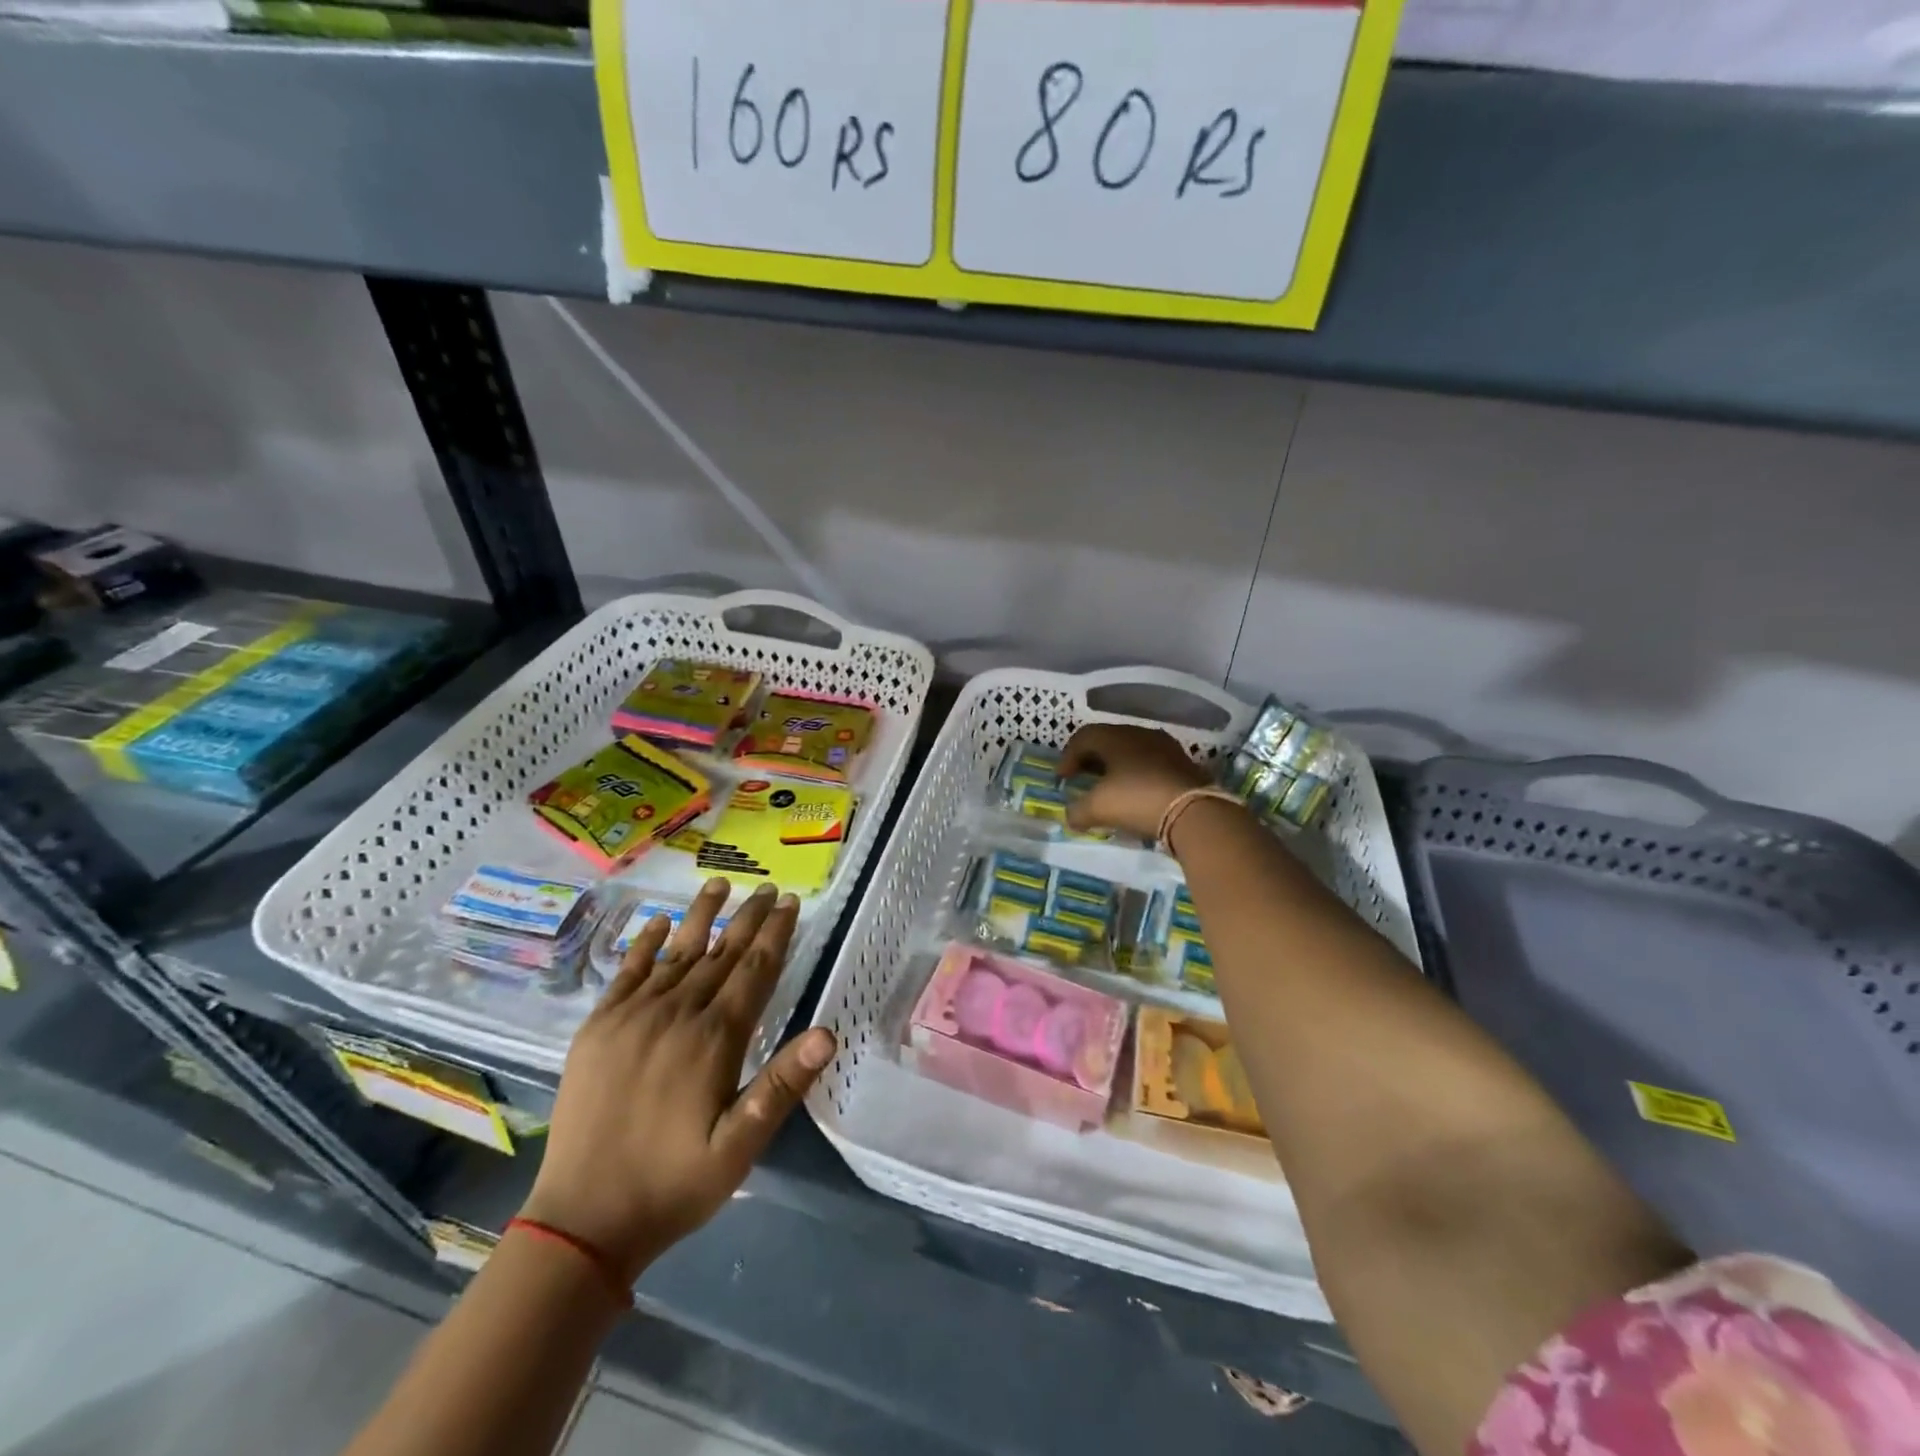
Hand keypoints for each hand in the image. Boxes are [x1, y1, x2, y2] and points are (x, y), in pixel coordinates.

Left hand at [520, 879, 835, 1281]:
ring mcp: (632, 1017)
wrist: (583, 1220)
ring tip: (719, 883)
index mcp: (714, 1039)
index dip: (776, 934)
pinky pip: (627, 972)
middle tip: (769, 888)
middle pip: (721, 953)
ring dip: (702, 916)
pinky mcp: (598, 1027)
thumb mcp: (740, 1146)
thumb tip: (827, 1033)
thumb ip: (782, 1086)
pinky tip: (661, 921)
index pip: (754, 970)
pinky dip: (646, 943)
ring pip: (678, 952)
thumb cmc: (674, 1184)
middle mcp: (676, 1014)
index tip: (792, 903)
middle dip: (749, 917)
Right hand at [1059, 723, 1211, 840]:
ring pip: (1131, 751)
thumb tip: (1070, 816)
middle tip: (1082, 777)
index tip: (1062, 779)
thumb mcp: (1098, 808)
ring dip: (1115, 766)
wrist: (1194, 811)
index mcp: (1115, 737)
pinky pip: (1150, 763)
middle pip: (1107, 740)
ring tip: (1109, 787)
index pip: (1083, 737)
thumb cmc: (1137, 800)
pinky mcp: (1183, 763)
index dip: (1067, 757)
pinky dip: (1136, 774)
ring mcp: (1165, 747)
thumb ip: (1077, 811)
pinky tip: (1136, 793)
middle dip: (1091, 759)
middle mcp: (1139, 734)